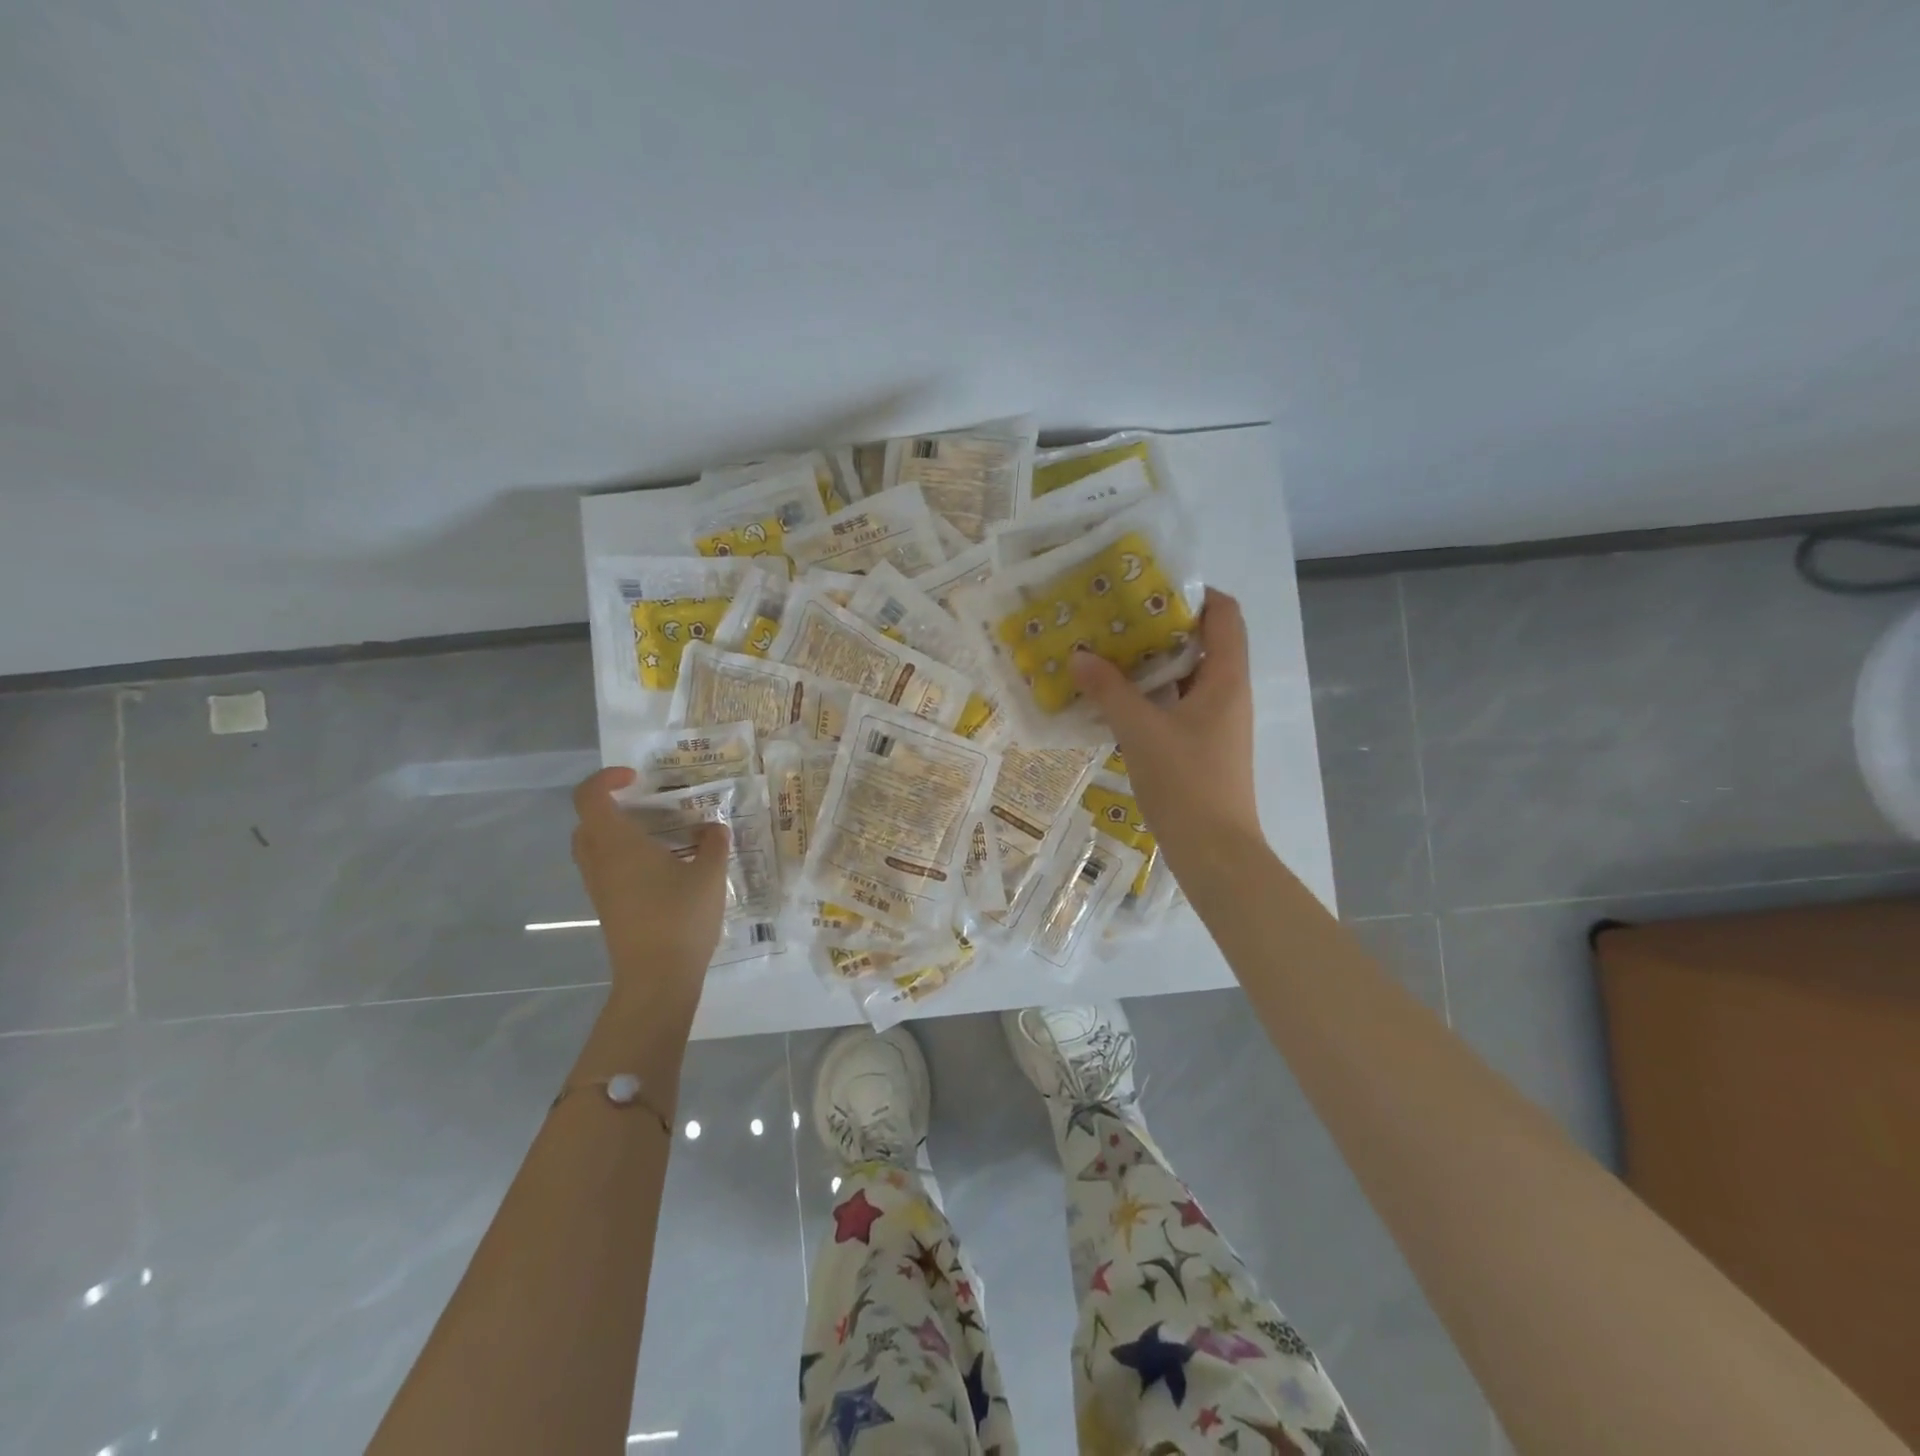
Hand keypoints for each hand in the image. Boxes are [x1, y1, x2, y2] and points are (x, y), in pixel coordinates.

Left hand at [570, 768, 730, 1002]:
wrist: (657, 979)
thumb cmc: (680, 918)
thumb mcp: (709, 875)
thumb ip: (713, 844)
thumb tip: (714, 829)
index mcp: (616, 843)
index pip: (590, 797)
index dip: (607, 779)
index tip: (638, 778)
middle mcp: (599, 861)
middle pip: (587, 822)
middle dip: (613, 807)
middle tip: (649, 806)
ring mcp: (599, 888)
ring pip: (595, 848)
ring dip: (620, 834)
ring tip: (662, 837)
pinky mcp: (608, 908)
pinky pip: (607, 869)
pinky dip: (626, 858)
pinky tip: (664, 868)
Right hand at [1070, 589, 1260, 873]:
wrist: (1214, 851)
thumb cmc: (1186, 782)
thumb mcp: (1140, 731)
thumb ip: (1109, 690)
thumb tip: (1080, 655)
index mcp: (1225, 678)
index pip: (1224, 614)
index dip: (1194, 593)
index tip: (1148, 587)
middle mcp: (1227, 693)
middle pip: (1201, 642)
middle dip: (1159, 627)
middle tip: (1113, 619)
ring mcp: (1216, 722)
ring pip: (1186, 677)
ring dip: (1150, 664)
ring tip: (1106, 654)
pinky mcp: (1202, 746)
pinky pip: (1176, 706)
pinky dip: (1150, 696)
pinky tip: (1114, 701)